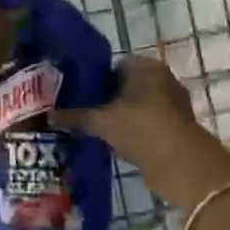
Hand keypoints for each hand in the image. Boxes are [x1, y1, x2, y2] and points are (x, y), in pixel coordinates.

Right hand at [54, 54, 197, 169]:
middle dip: (109, 99)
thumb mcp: (102, 121)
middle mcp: (164, 79)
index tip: (81, 95)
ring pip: (139, 106)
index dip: (98, 79)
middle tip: (86, 113)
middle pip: (129, 86)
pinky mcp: (177, 127)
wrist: (180, 163)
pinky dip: (135, 131)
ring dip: (123, 117)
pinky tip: (117, 144)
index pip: (117, 65)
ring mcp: (173, 103)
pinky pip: (149, 124)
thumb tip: (48, 115)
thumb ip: (76, 116)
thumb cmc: (140, 128)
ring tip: (98, 130)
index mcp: (147, 67)